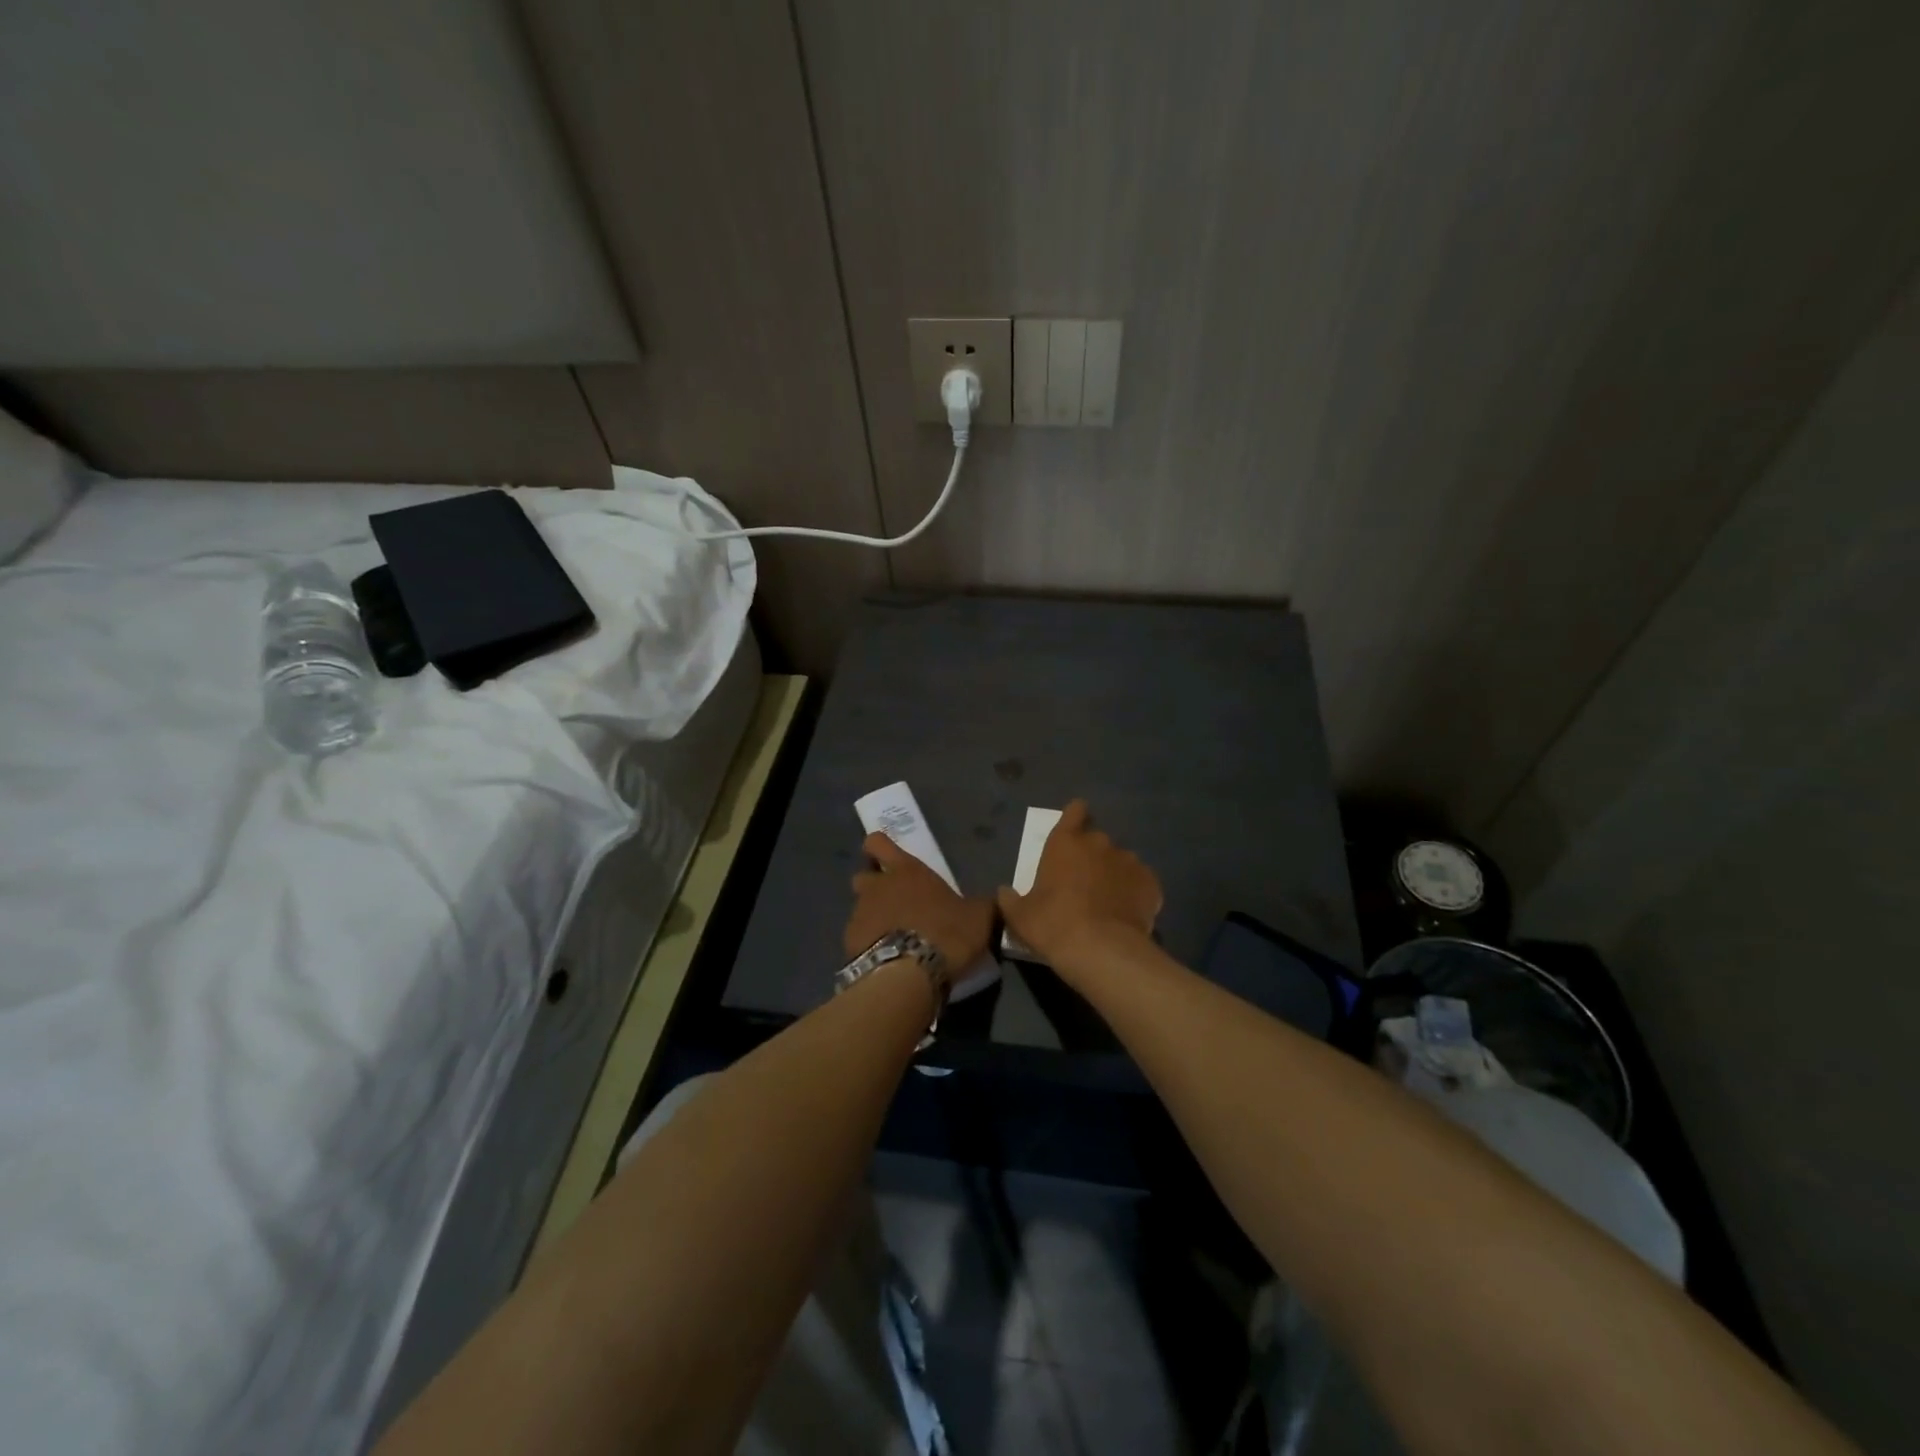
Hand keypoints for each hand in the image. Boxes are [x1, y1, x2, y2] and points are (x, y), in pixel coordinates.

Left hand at [845, 832, 994, 969]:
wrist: (910, 974)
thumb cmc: (947, 932)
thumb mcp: (979, 917)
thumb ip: (982, 905)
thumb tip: (994, 900)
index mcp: (906, 870)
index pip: (878, 843)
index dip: (879, 847)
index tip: (886, 858)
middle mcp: (877, 887)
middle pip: (863, 876)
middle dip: (874, 885)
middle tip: (894, 902)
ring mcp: (859, 915)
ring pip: (860, 909)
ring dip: (873, 918)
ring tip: (894, 938)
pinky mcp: (850, 945)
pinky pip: (859, 939)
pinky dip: (870, 945)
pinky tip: (887, 960)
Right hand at [996, 800, 1161, 973]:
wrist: (1101, 950)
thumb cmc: (1053, 925)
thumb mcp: (1020, 916)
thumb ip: (1010, 899)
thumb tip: (1005, 892)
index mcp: (1065, 843)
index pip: (1074, 812)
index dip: (1075, 817)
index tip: (1074, 830)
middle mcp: (1099, 843)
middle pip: (1096, 840)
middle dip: (1091, 856)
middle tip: (1083, 884)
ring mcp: (1129, 861)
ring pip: (1120, 862)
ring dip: (1113, 875)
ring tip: (1107, 903)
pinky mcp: (1151, 883)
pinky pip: (1141, 883)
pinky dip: (1134, 893)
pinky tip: (1127, 914)